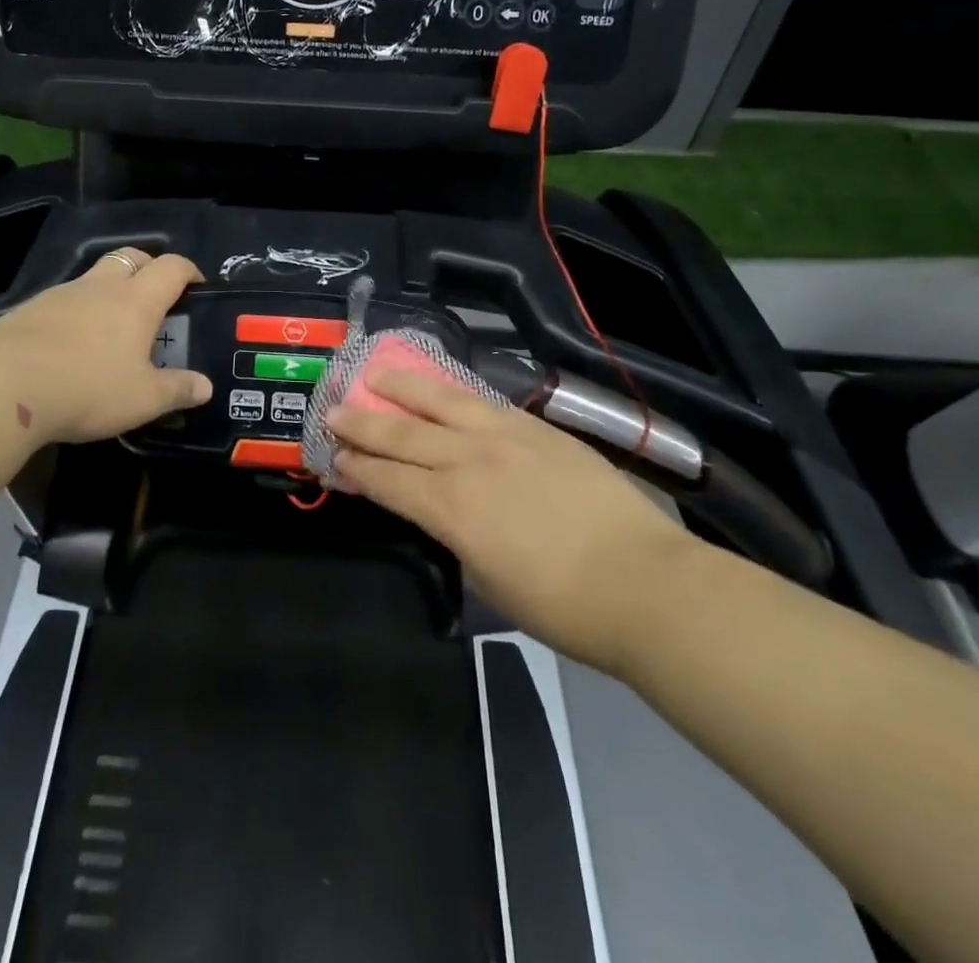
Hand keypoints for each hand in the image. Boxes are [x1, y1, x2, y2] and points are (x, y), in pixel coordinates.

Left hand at [0, 247, 212, 445]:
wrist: (2, 385)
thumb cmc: (87, 388)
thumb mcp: (142, 399)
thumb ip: (177, 390)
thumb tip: (205, 387)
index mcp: (136, 301)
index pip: (172, 268)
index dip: (189, 271)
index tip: (197, 285)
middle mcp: (101, 287)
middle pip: (130, 257)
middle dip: (148, 267)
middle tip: (157, 295)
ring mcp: (62, 294)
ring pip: (94, 277)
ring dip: (110, 290)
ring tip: (113, 327)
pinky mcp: (30, 310)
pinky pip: (65, 300)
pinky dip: (78, 311)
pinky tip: (73, 344)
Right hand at [328, 368, 700, 675]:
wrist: (643, 584)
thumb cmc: (562, 606)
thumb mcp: (488, 581)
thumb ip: (458, 537)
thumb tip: (446, 512)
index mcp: (450, 509)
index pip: (387, 480)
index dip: (357, 467)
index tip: (336, 455)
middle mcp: (468, 461)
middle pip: (402, 433)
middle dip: (363, 422)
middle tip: (335, 409)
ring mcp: (505, 437)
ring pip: (441, 401)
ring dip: (403, 386)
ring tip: (377, 373)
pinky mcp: (539, 428)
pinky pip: (485, 402)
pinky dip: (455, 393)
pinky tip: (443, 387)